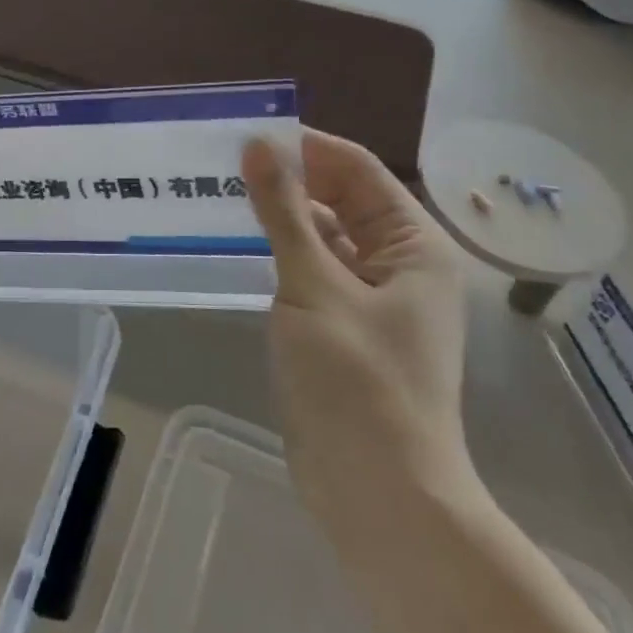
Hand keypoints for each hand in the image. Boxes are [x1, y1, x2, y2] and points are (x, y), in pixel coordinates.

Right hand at [243, 131, 477, 543]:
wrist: (381, 497)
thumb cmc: (358, 383)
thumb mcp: (313, 286)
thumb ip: (284, 212)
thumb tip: (259, 144)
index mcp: (413, 244)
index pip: (357, 169)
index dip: (306, 147)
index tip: (247, 135)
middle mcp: (399, 263)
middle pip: (341, 199)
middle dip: (288, 180)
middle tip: (222, 164)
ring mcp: (372, 298)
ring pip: (323, 236)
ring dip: (279, 217)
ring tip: (219, 196)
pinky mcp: (344, 327)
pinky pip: (312, 272)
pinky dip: (280, 255)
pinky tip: (236, 247)